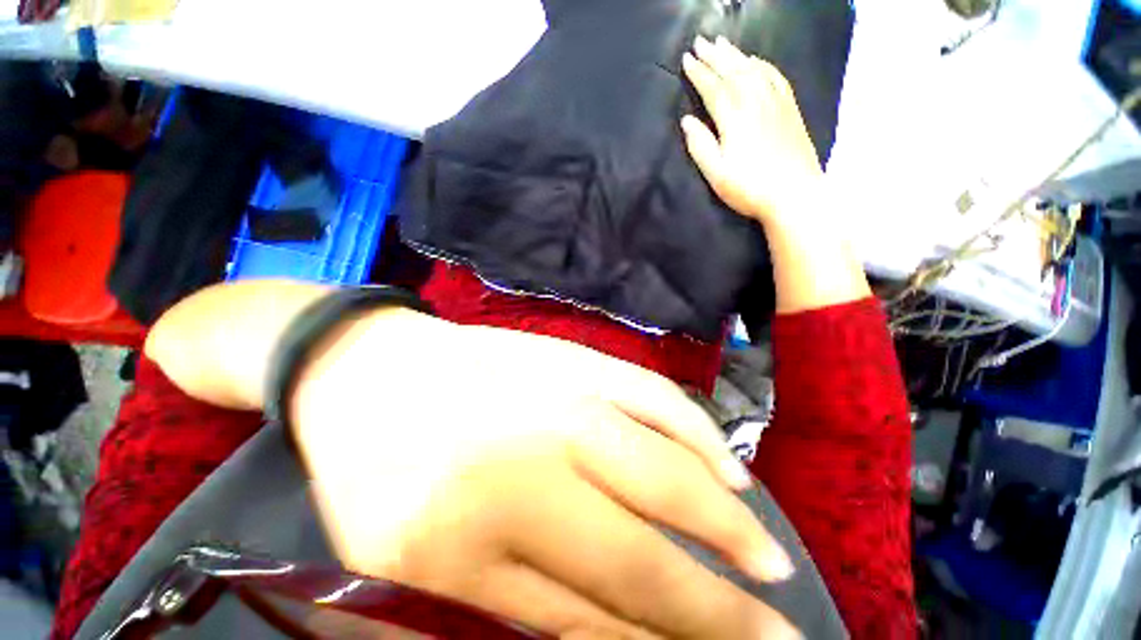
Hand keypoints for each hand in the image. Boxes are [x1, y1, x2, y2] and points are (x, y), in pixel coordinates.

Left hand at [291, 309, 799, 638]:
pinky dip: (695, 434)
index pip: (601, 616)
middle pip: (644, 553)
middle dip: (722, 607)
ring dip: (725, 521)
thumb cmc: (375, 460)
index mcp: (464, 538)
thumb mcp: (415, 558)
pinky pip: (651, 395)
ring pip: (663, 468)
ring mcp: (558, 396)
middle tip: (782, 631)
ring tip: (768, 556)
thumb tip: (625, 633)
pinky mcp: (572, 358)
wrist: (371, 367)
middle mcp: (529, 462)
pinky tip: (725, 466)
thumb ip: (524, 599)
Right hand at [681, 36, 821, 226]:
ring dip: (735, 55)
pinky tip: (755, 61)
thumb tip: (686, 121)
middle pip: (732, 72)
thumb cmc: (749, 188)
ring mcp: (776, 102)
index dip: (698, 73)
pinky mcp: (790, 108)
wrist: (794, 194)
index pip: (713, 88)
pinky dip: (762, 65)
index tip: (686, 59)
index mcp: (734, 118)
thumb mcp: (716, 173)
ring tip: (722, 43)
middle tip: (701, 41)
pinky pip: (775, 77)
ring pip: (753, 69)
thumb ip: (700, 146)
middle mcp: (755, 101)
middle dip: (714, 56)